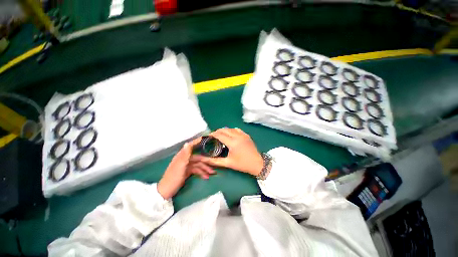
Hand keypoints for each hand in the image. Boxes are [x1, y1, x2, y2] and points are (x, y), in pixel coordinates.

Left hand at [158, 138, 215, 198]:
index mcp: (182, 156)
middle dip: (206, 161)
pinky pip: (197, 170)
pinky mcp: (188, 172)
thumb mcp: (180, 165)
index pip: (190, 146)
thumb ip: (185, 154)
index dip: (197, 142)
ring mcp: (187, 166)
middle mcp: (185, 159)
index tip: (204, 139)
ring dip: (205, 168)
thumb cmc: (173, 177)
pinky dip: (201, 173)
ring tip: (212, 173)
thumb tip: (187, 143)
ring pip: (198, 165)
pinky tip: (206, 177)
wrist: (167, 191)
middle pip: (198, 158)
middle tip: (214, 164)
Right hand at [190, 128, 263, 176]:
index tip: (208, 136)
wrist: (257, 164)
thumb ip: (215, 161)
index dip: (213, 134)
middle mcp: (237, 136)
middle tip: (213, 136)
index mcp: (232, 142)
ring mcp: (243, 134)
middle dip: (217, 131)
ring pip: (231, 129)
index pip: (220, 135)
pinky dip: (231, 130)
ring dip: (224, 130)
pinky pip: (237, 130)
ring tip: (220, 135)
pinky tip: (230, 134)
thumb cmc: (242, 164)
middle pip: (225, 130)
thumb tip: (204, 160)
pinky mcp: (246, 135)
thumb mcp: (228, 163)